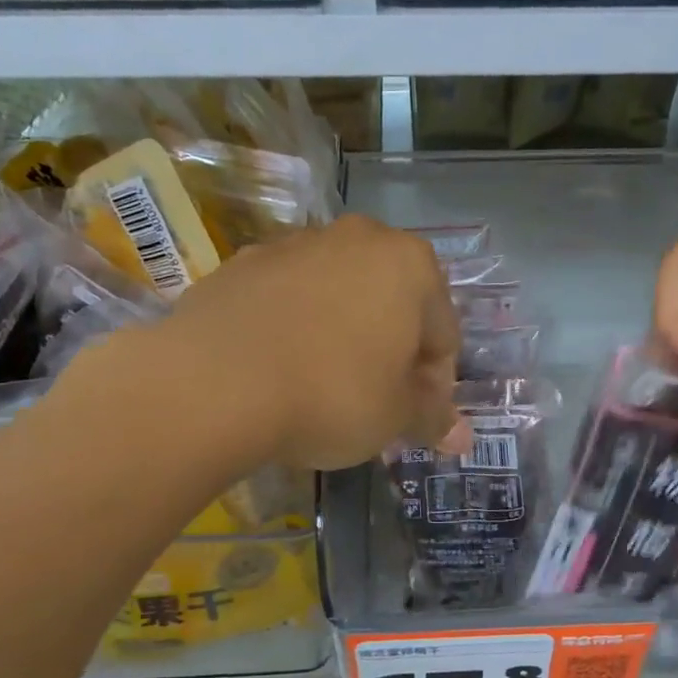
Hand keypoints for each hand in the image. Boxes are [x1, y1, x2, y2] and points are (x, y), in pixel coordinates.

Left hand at [153, 214, 468, 469]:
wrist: (213, 381)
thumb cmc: (331, 393)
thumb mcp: (394, 417)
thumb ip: (432, 419)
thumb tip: (463, 439)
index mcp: (409, 265)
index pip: (443, 332)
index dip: (435, 383)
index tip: (415, 418)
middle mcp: (357, 239)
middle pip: (391, 305)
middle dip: (390, 353)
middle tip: (374, 402)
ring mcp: (294, 244)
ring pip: (337, 297)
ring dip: (342, 337)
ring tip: (321, 387)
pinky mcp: (242, 262)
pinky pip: (287, 300)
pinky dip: (293, 328)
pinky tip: (277, 369)